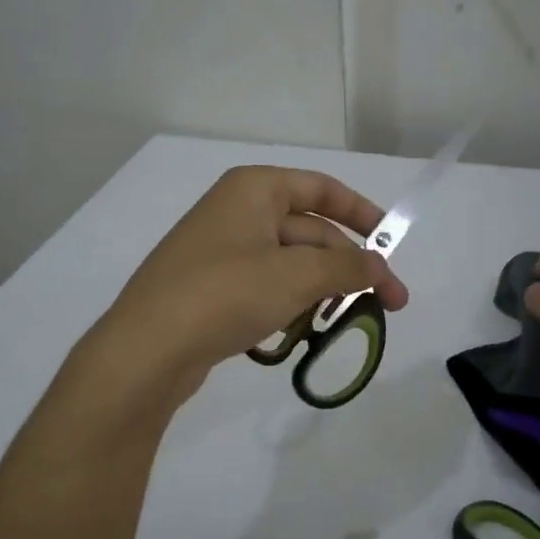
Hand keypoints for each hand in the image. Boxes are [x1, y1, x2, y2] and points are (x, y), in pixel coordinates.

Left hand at [88, 166, 408, 401]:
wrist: (146, 349)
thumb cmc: (226, 293)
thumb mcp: (298, 276)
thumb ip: (348, 267)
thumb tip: (381, 267)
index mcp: (255, 189)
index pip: (323, 189)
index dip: (364, 213)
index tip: (393, 245)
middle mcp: (237, 211)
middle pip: (310, 230)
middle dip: (349, 266)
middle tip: (389, 304)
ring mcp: (220, 251)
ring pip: (289, 263)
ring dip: (321, 288)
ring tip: (345, 320)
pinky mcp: (211, 288)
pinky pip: (265, 286)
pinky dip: (289, 303)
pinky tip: (297, 331)